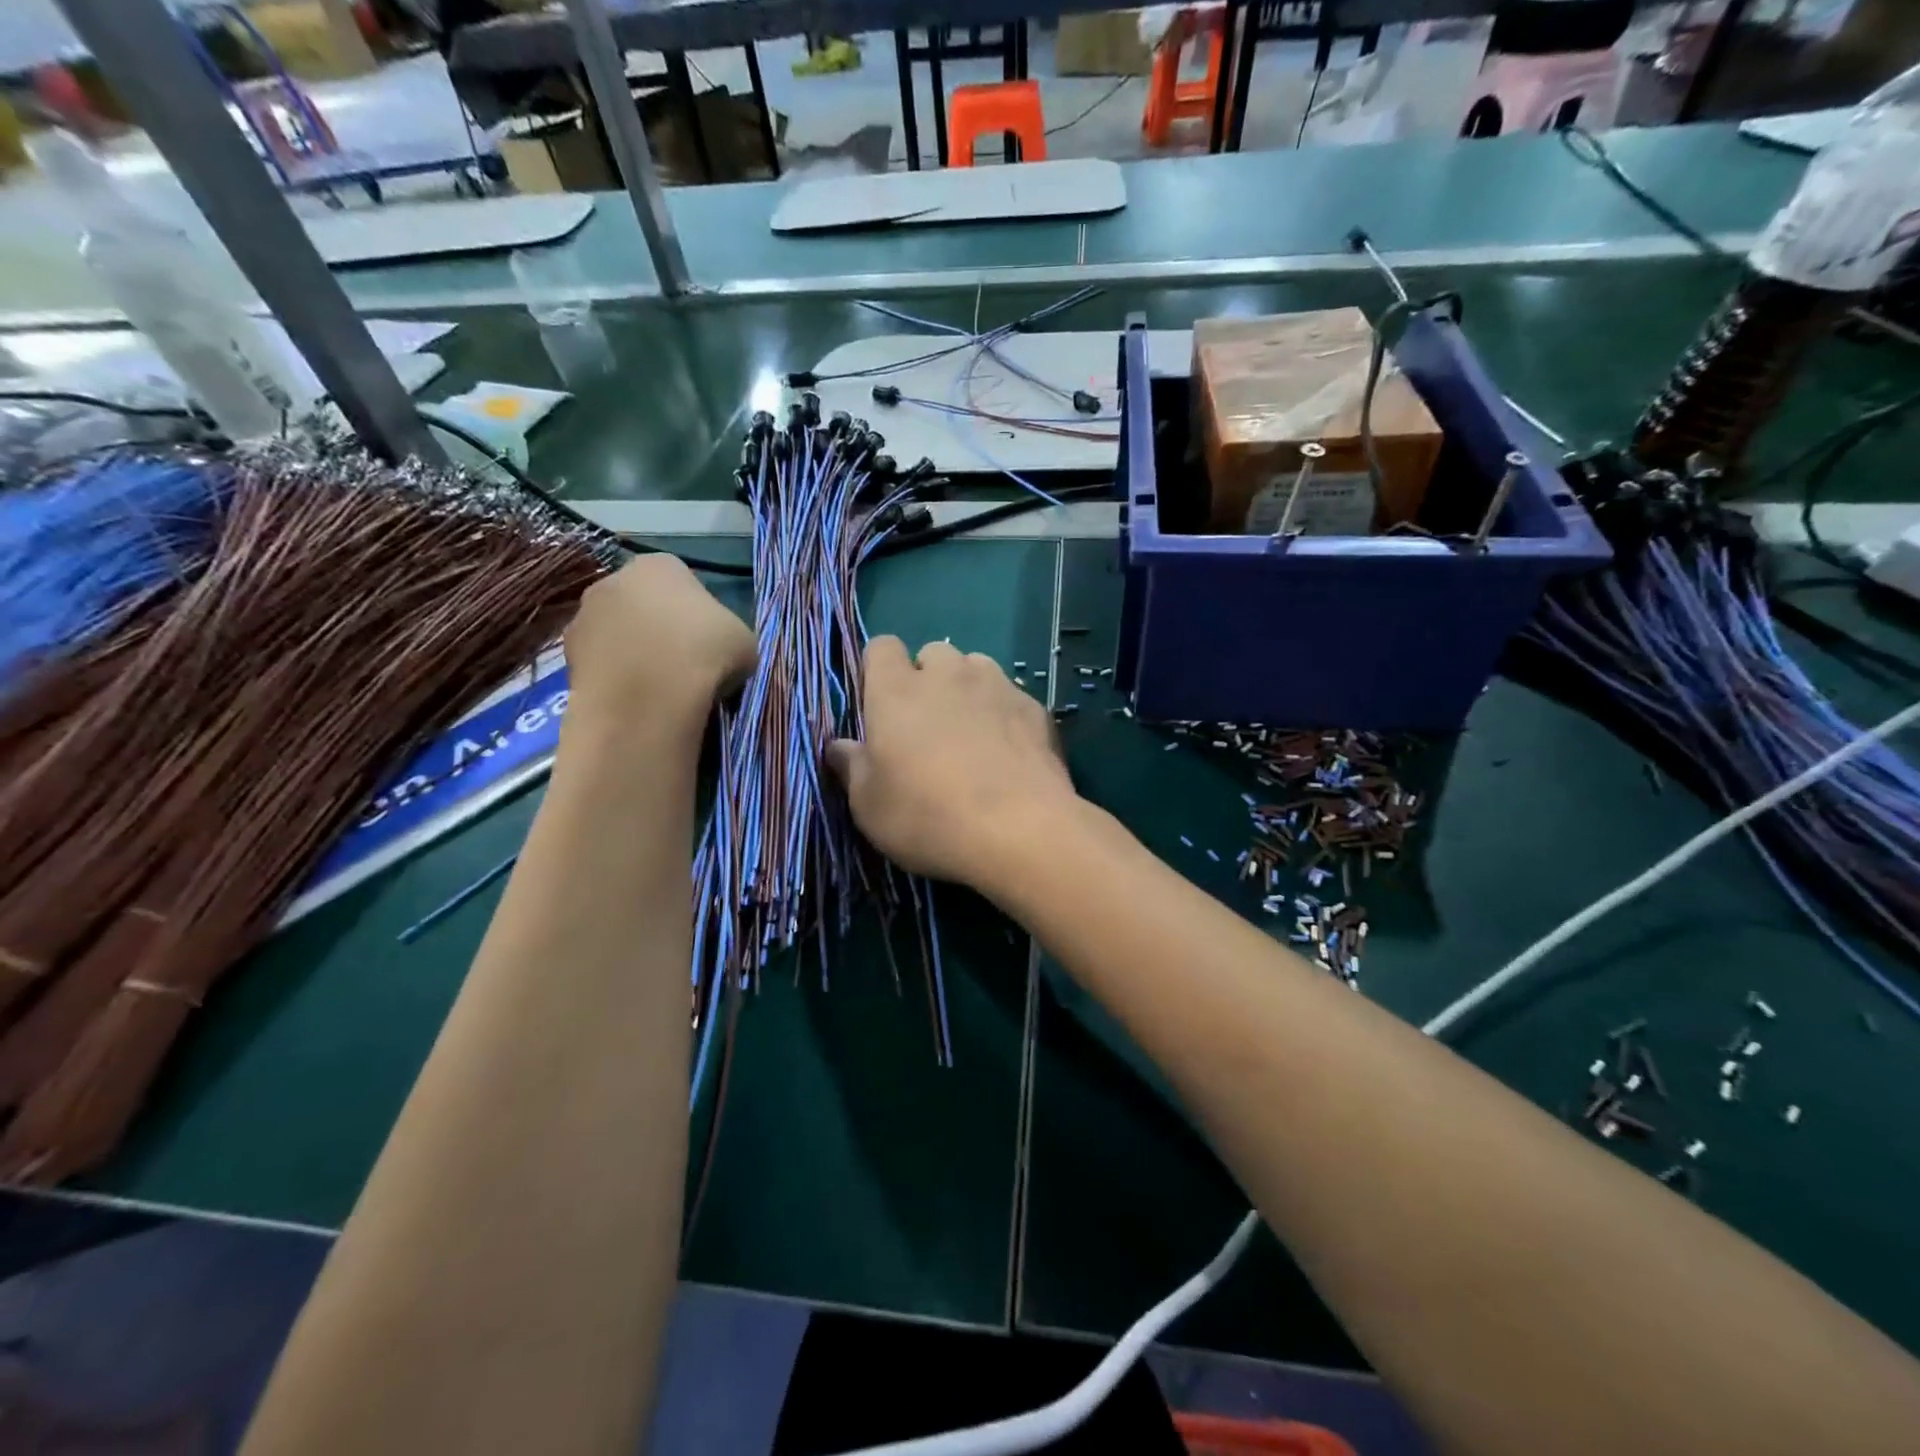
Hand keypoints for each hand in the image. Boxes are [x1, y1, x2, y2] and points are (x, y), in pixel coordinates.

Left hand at [564, 555, 755, 724]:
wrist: (649, 698)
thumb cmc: (705, 654)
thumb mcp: (743, 641)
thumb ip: (729, 634)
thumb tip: (719, 648)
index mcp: (661, 565)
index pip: (682, 581)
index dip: (698, 612)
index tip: (709, 641)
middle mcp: (614, 579)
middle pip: (643, 602)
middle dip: (659, 628)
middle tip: (684, 663)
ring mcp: (584, 616)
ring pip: (618, 632)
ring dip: (634, 651)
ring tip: (659, 686)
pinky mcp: (567, 655)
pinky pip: (601, 662)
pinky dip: (616, 676)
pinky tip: (636, 699)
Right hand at [827, 638, 1080, 888]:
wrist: (1020, 831)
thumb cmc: (928, 817)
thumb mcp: (869, 806)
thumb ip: (852, 767)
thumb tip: (838, 746)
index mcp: (897, 691)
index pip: (881, 647)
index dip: (879, 669)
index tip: (880, 704)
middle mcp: (947, 675)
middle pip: (932, 654)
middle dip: (927, 679)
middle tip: (926, 726)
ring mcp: (997, 686)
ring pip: (976, 668)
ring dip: (967, 690)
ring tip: (971, 733)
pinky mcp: (1034, 708)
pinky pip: (1011, 697)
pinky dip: (1003, 714)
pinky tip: (1008, 753)